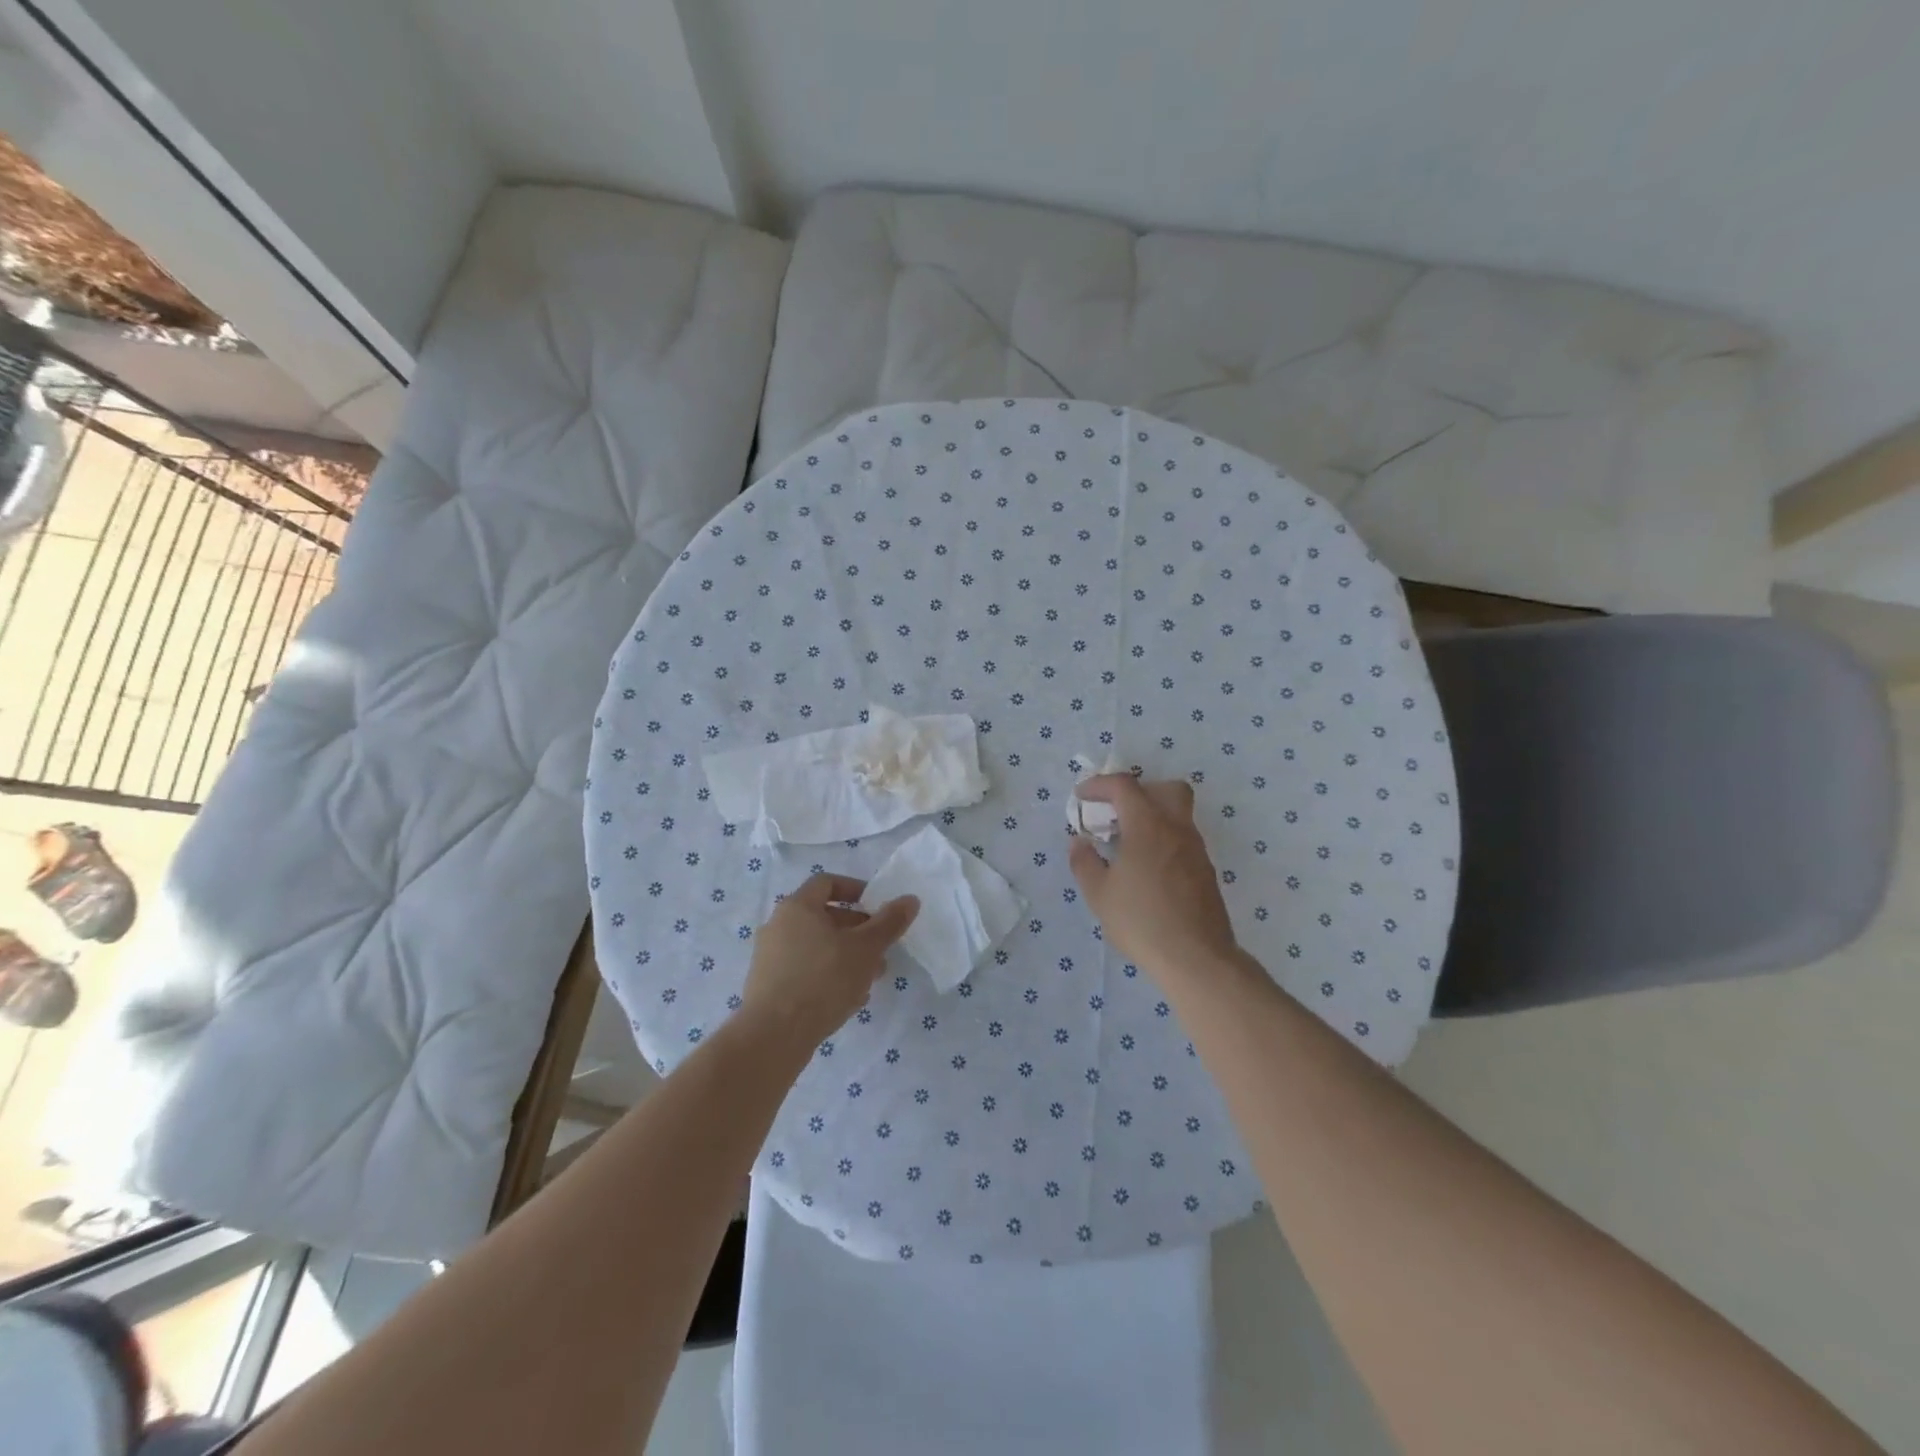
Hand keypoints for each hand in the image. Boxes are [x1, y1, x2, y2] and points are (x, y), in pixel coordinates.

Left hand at [741, 874, 918, 1044]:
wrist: (774, 1036)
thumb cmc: (823, 980)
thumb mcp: (866, 949)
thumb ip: (889, 922)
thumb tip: (910, 899)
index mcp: (797, 907)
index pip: (827, 883)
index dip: (856, 889)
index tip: (878, 906)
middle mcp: (778, 925)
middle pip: (824, 917)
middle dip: (857, 931)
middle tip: (881, 949)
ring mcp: (770, 957)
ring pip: (817, 947)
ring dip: (846, 956)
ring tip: (870, 979)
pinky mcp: (768, 985)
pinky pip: (805, 970)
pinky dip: (827, 975)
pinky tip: (848, 999)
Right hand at [1068, 776, 1238, 983]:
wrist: (1196, 957)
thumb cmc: (1141, 920)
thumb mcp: (1099, 894)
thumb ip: (1084, 862)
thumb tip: (1079, 842)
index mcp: (1147, 825)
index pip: (1124, 786)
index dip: (1099, 785)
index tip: (1082, 797)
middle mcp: (1176, 828)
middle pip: (1166, 789)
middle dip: (1139, 791)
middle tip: (1117, 812)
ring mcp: (1196, 849)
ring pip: (1178, 815)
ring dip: (1152, 817)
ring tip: (1127, 845)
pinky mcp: (1205, 872)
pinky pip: (1183, 840)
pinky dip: (1163, 840)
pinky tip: (1147, 870)